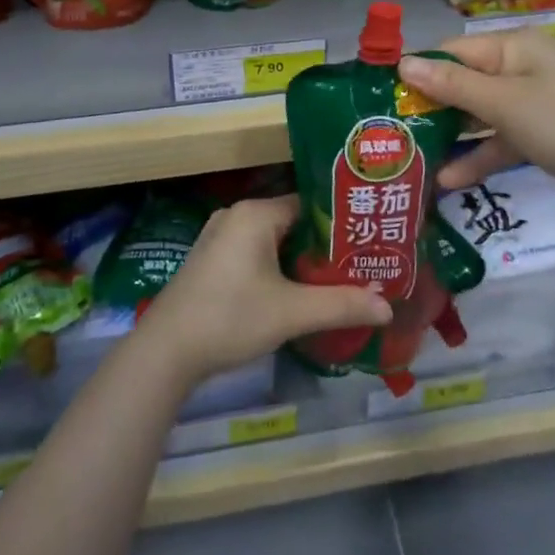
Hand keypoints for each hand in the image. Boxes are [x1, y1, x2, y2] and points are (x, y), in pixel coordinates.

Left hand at [133, 196, 392, 382]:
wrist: (166, 350)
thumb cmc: (230, 317)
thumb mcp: (291, 312)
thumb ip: (341, 305)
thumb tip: (388, 307)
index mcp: (255, 212)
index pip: (309, 204)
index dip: (339, 222)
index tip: (368, 240)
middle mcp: (236, 215)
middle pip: (292, 221)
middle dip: (322, 244)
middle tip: (358, 264)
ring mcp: (219, 237)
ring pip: (272, 239)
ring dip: (299, 258)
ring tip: (334, 279)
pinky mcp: (210, 260)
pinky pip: (254, 252)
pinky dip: (276, 266)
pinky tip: (294, 291)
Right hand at [399, 30, 554, 213]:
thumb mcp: (504, 102)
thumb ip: (452, 85)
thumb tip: (403, 62)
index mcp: (513, 48)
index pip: (453, 52)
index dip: (419, 70)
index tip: (384, 95)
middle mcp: (520, 69)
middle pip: (464, 83)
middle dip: (431, 107)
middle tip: (391, 132)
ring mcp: (532, 104)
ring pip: (480, 115)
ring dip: (451, 136)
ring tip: (412, 159)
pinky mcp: (541, 137)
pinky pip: (500, 140)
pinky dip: (478, 156)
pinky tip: (448, 180)